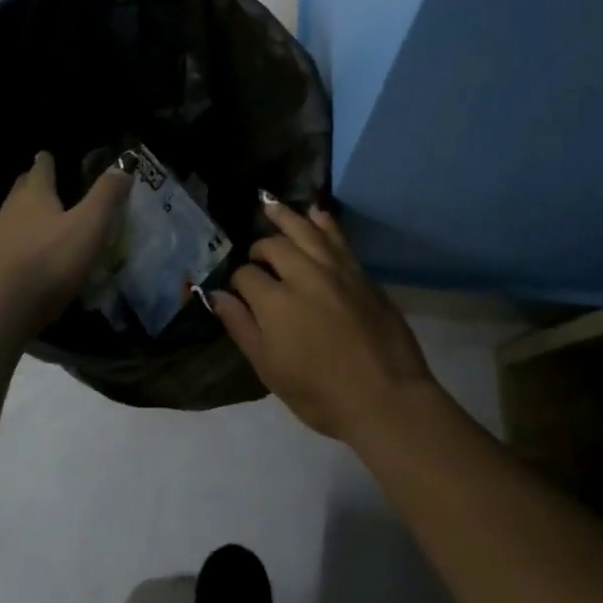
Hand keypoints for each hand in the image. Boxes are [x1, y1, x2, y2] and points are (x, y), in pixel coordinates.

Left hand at [0, 152, 131, 331]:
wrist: (6, 310)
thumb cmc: (52, 261)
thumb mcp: (90, 225)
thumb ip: (107, 194)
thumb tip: (124, 163)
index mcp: (34, 194)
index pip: (41, 167)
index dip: (48, 160)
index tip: (50, 155)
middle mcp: (11, 209)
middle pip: (22, 188)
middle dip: (35, 183)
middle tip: (51, 183)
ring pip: (13, 214)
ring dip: (27, 211)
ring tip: (45, 217)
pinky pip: (10, 241)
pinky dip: (22, 238)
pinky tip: (34, 251)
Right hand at [207, 199, 437, 443]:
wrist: (386, 398)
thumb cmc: (321, 394)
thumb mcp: (270, 369)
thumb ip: (241, 327)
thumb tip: (216, 295)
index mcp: (275, 302)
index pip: (246, 276)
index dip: (238, 282)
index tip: (239, 293)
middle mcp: (303, 275)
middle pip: (274, 247)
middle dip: (259, 249)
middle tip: (256, 258)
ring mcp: (336, 270)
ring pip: (306, 231)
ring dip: (286, 216)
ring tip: (269, 205)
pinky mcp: (360, 273)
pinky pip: (338, 238)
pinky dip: (324, 222)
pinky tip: (316, 212)